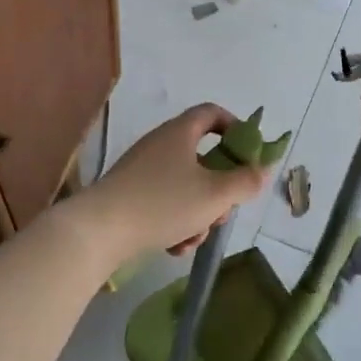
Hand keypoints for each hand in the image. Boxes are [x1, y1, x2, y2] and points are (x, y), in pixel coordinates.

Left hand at [78, 104, 270, 261]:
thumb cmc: (163, 203)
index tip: (249, 154)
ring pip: (186, 187)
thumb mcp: (215, 194)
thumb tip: (261, 170)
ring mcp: (143, 171)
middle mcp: (160, 145)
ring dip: (198, 214)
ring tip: (192, 238)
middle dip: (219, 190)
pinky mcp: (130, 195)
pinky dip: (175, 223)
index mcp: (180, 133)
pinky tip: (174, 247)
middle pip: (204, 159)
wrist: (99, 231)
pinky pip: (165, 203)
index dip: (236, 128)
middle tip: (222, 211)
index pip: (212, 113)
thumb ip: (245, 181)